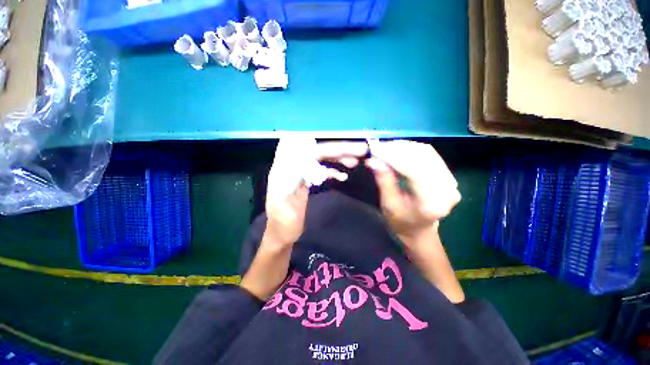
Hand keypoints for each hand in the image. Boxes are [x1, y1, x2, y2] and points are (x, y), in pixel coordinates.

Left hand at [265, 138, 367, 246]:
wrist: (281, 235)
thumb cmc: (283, 225)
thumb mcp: (284, 206)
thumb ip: (292, 184)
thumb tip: (307, 163)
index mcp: (285, 171)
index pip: (309, 153)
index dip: (329, 148)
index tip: (348, 147)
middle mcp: (292, 167)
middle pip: (317, 151)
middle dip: (338, 149)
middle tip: (360, 150)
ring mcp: (299, 173)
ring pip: (320, 159)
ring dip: (337, 157)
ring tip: (355, 161)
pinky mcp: (305, 180)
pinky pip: (320, 170)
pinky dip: (333, 170)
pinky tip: (343, 176)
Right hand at [366, 140, 460, 245]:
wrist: (418, 230)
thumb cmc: (401, 222)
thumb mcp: (389, 204)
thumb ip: (384, 181)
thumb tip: (373, 160)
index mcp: (433, 202)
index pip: (414, 170)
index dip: (393, 157)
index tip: (374, 148)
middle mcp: (447, 188)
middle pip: (422, 158)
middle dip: (397, 149)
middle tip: (377, 147)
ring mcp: (450, 180)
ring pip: (426, 153)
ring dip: (403, 147)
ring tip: (385, 147)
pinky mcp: (446, 174)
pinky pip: (428, 154)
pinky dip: (411, 149)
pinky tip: (397, 150)